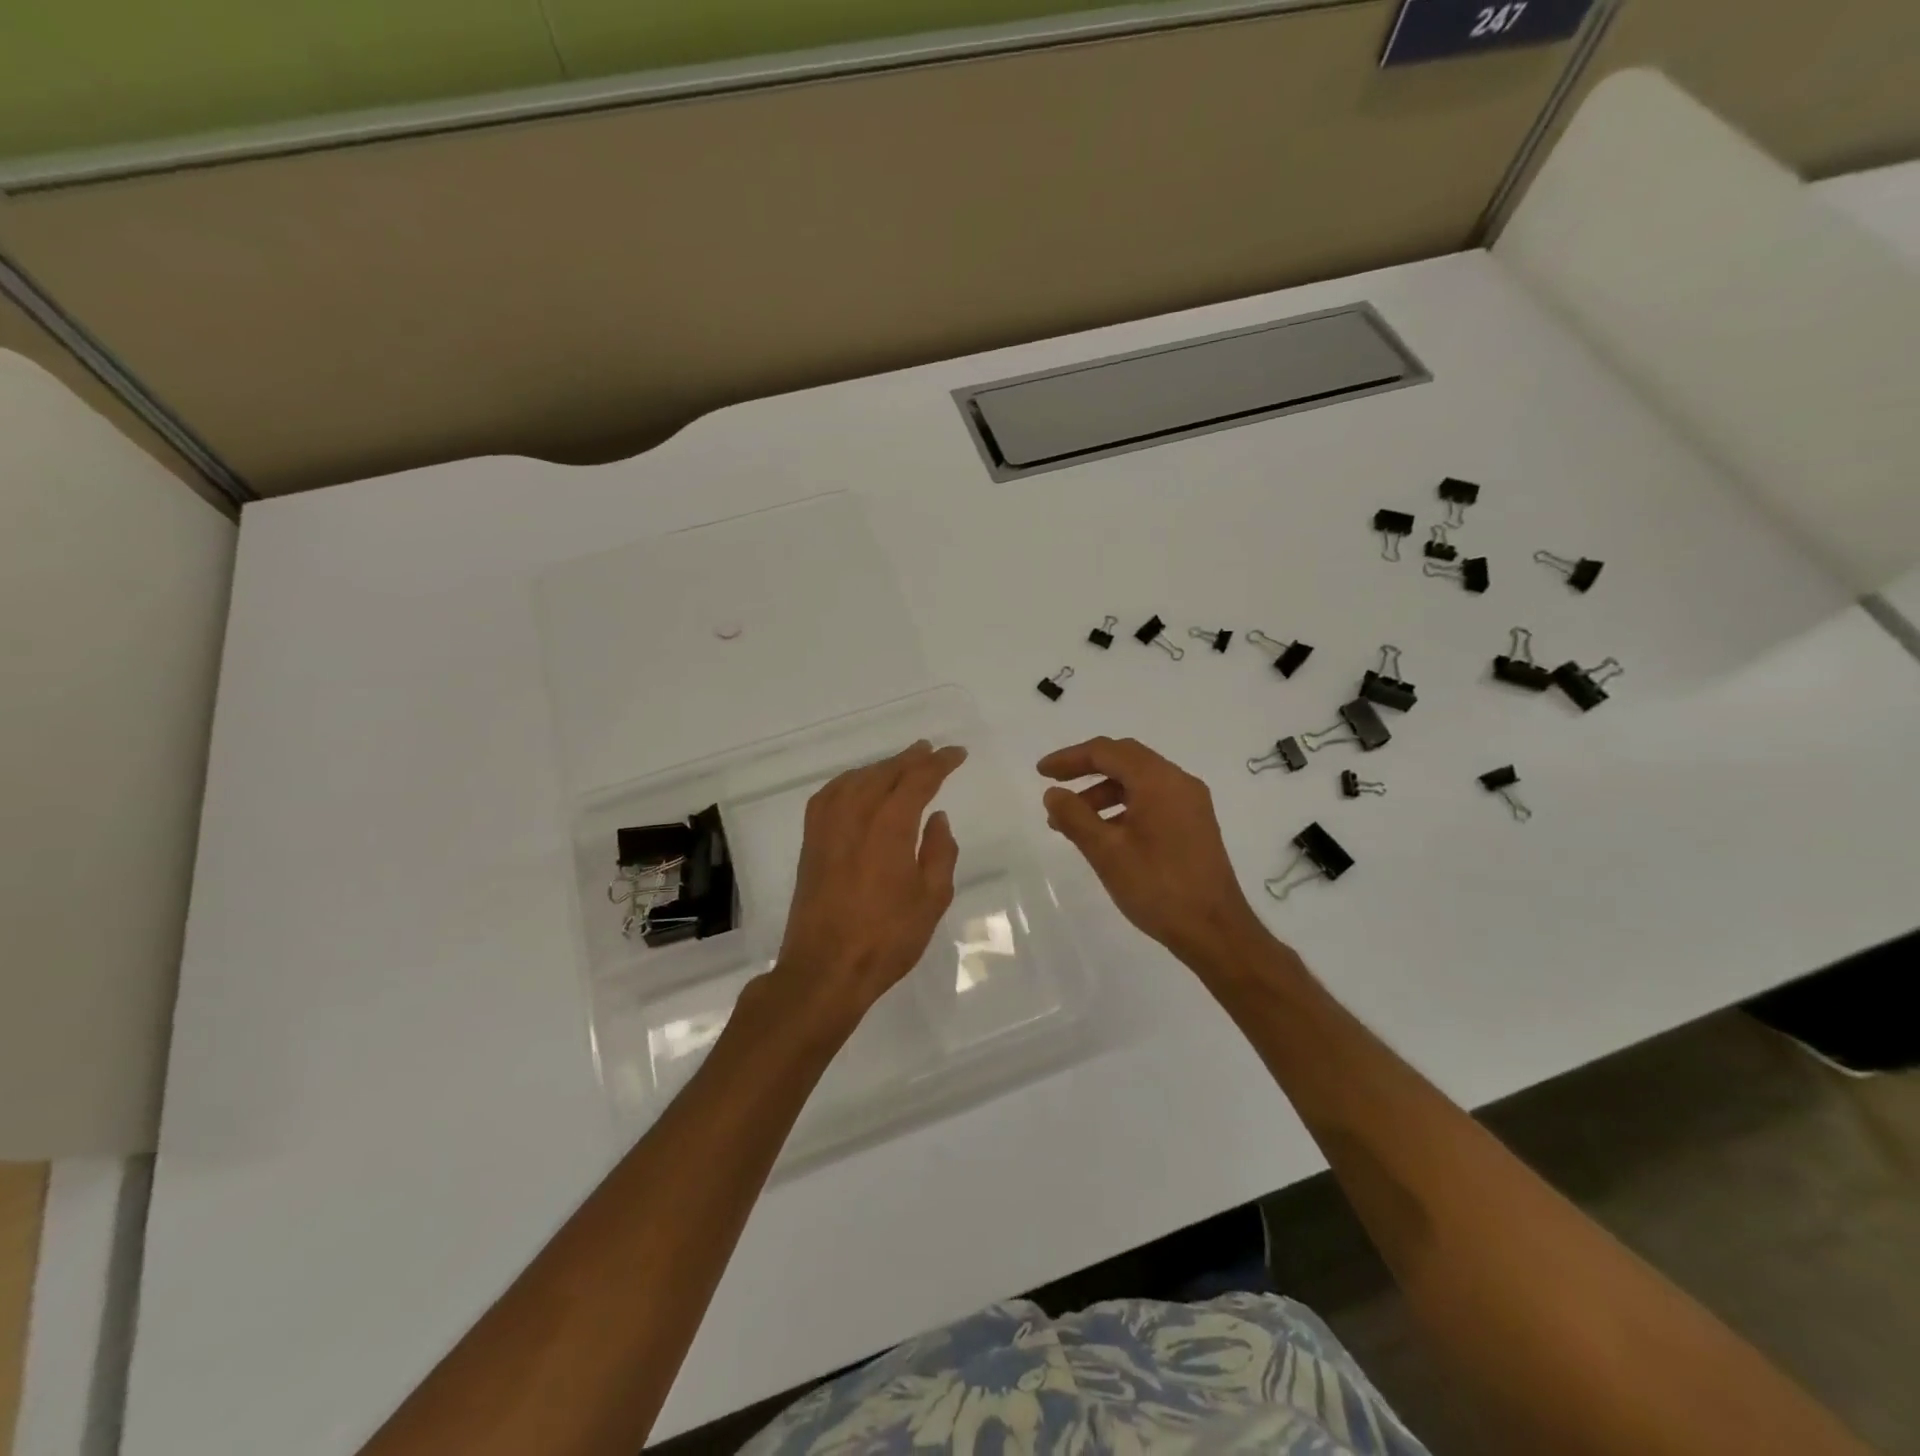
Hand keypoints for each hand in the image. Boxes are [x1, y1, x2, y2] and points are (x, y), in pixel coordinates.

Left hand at [770, 740, 965, 1027]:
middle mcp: (855, 817)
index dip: (939, 764)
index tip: (956, 754)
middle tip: (930, 751)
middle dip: (910, 759)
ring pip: (855, 780)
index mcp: (890, 827)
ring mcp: (827, 828)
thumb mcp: (931, 899)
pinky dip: (847, 782)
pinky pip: (828, 796)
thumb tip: (937, 818)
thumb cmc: (887, 938)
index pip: (917, 781)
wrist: (825, 969)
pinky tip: (855, 787)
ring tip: (899, 764)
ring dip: (880, 767)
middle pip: (884, 774)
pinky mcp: (810, 843)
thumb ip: (940, 852)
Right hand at [1039, 736, 1265, 968]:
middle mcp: (1179, 782)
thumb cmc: (1157, 887)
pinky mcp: (1194, 824)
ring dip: (1103, 793)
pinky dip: (1123, 807)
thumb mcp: (1106, 852)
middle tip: (1055, 788)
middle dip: (1086, 769)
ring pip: (1138, 782)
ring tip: (1071, 822)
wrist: (1214, 930)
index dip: (1070, 758)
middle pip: (1125, 759)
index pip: (1107, 752)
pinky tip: (1104, 834)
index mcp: (1158, 781)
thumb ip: (1075, 817)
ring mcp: (1190, 803)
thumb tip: (1053, 794)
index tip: (1041, 773)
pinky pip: (1153, 800)